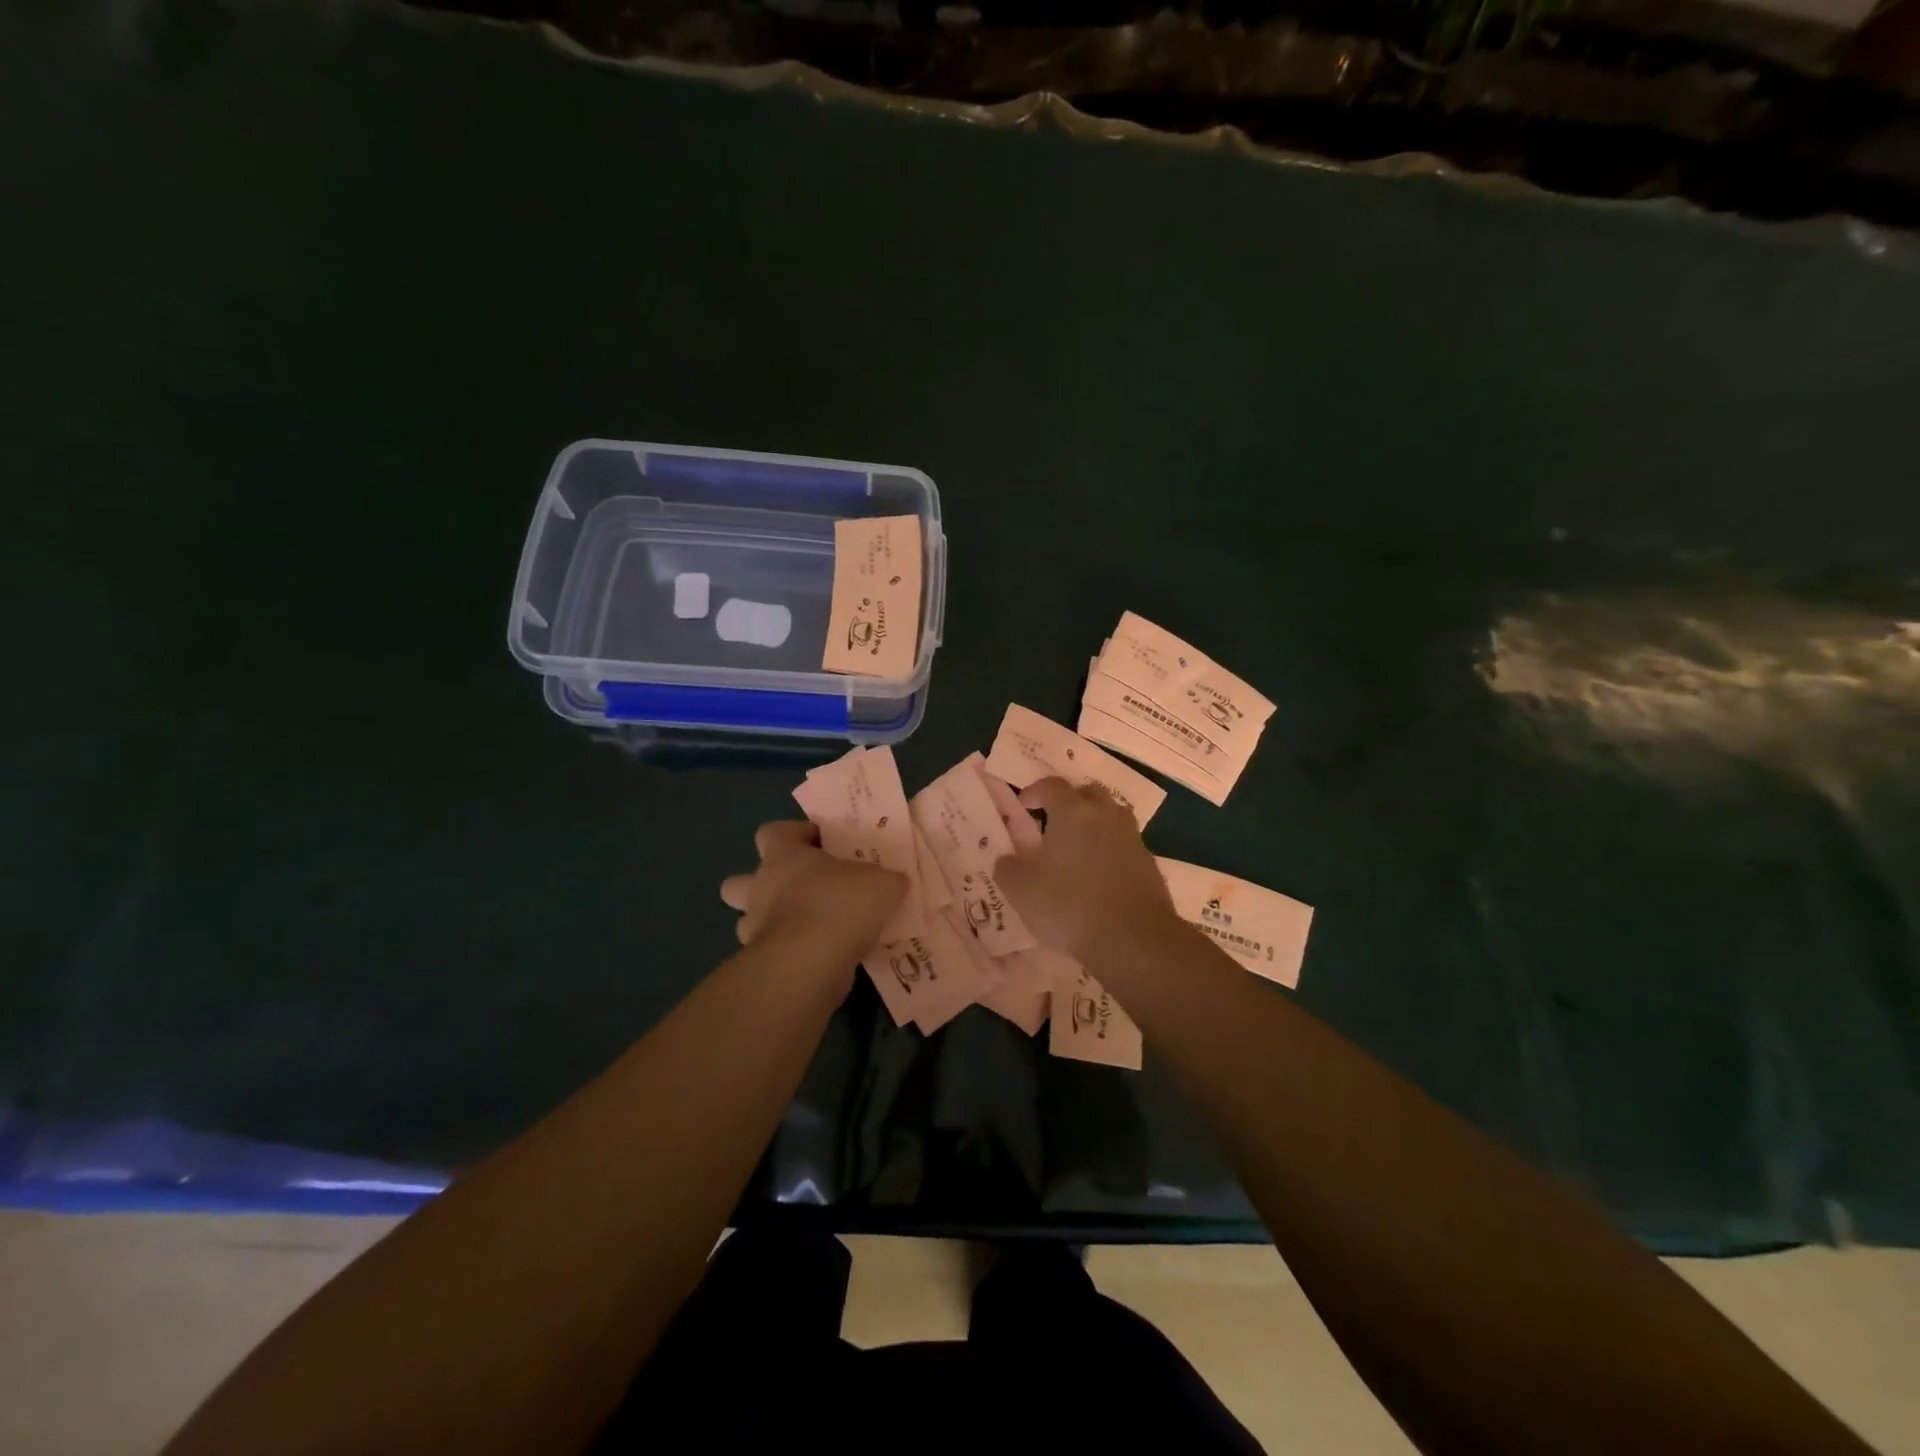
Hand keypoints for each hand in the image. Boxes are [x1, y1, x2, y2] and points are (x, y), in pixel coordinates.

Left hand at [720, 821, 907, 954]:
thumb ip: (886, 879)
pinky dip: (789, 954)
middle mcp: (760, 888)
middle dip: (760, 885)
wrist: (810, 963)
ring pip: (748, 920)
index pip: (773, 832)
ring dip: (772, 923)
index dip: (794, 834)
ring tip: (810, 929)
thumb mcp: (881, 883)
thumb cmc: (840, 905)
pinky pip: (771, 953)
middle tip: (800, 891)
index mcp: (783, 857)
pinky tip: (818, 958)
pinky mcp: (761, 964)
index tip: (820, 843)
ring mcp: (754, 929)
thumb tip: (895, 882)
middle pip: (739, 881)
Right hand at [993, 778, 1180, 963]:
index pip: (1052, 785)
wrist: (1133, 939)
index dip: (1034, 791)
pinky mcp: (1149, 863)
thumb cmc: (1070, 906)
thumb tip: (1007, 859)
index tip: (1023, 805)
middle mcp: (1106, 815)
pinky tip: (1098, 875)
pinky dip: (1109, 850)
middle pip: (1087, 793)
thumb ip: (1008, 868)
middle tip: (1053, 823)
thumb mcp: (1022, 890)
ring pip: (1111, 816)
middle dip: (1069, 802)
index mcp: (1073, 811)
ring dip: (1093, 824)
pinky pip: (1124, 844)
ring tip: (1076, 848)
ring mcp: (1132, 838)